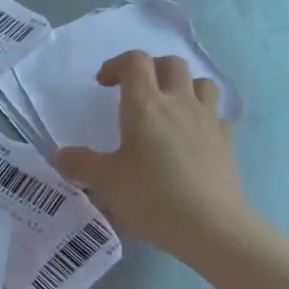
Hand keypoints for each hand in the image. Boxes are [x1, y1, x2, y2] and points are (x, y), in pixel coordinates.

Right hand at [54, 51, 251, 261]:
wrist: (211, 226)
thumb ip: (79, 164)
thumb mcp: (105, 182)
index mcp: (145, 106)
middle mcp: (180, 103)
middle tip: (134, 90)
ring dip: (182, 86)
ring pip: (201, 82)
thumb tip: (61, 155)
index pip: (135, 62)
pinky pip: (218, 114)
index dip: (116, 64)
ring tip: (168, 106)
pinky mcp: (227, 140)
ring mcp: (208, 120)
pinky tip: (194, 134)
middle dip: (150, 69)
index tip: (103, 84)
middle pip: (171, 64)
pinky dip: (204, 115)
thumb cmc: (152, 197)